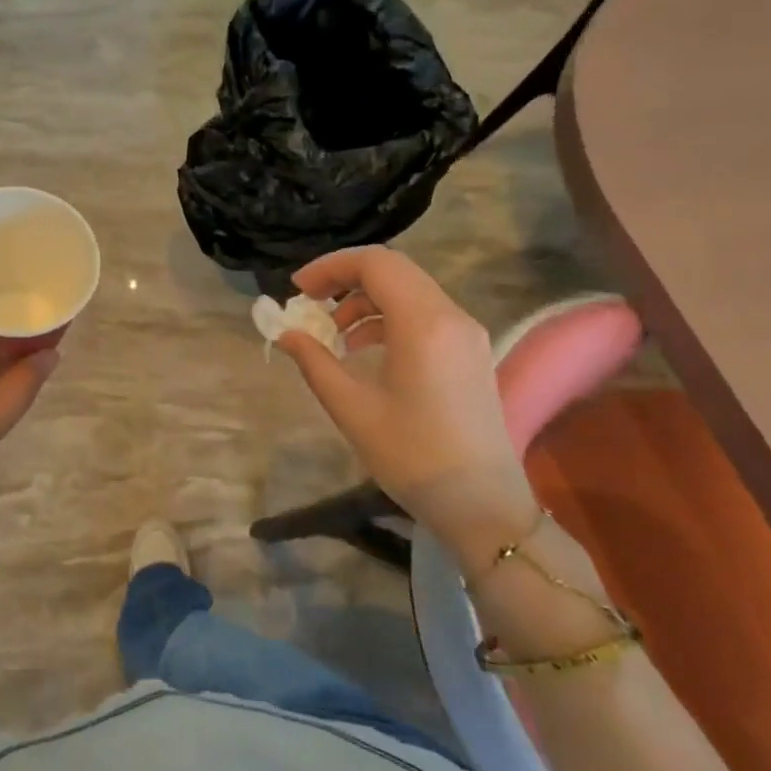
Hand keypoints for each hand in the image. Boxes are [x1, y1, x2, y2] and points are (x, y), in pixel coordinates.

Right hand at [277, 246, 539, 573]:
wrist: (484, 507)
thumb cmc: (413, 457)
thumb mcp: (352, 408)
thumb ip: (314, 362)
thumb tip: (287, 333)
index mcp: (424, 324)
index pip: (375, 264)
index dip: (330, 267)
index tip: (297, 291)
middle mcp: (451, 316)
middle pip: (393, 270)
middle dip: (345, 279)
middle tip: (309, 303)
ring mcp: (466, 334)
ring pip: (409, 290)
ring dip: (365, 299)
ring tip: (331, 333)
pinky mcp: (469, 352)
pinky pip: (423, 314)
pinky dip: (387, 317)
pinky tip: (362, 350)